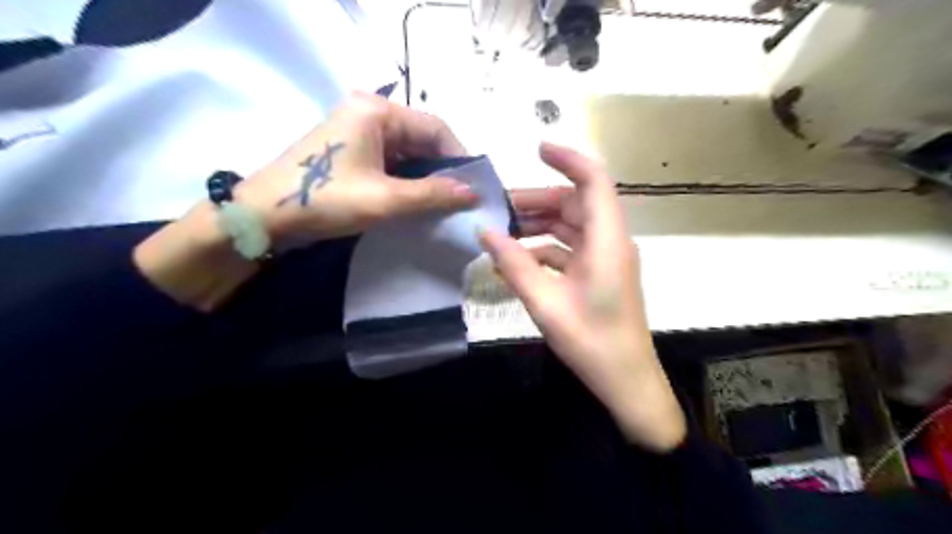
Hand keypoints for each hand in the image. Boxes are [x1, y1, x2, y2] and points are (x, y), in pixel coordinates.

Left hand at [235, 93, 475, 240]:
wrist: (264, 216)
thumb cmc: (326, 199)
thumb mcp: (385, 199)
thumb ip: (432, 194)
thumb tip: (473, 193)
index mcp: (376, 111)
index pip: (435, 127)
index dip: (459, 157)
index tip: (473, 187)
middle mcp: (368, 113)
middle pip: (421, 138)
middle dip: (442, 169)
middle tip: (461, 199)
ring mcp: (357, 132)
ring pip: (406, 152)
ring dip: (425, 177)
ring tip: (443, 204)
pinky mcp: (350, 152)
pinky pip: (390, 162)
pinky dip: (406, 180)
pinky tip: (417, 201)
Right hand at [484, 143, 684, 451]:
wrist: (626, 381)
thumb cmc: (591, 343)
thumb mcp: (545, 302)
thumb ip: (514, 264)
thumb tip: (484, 231)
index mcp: (607, 241)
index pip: (593, 181)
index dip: (567, 159)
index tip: (536, 150)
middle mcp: (610, 242)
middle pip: (575, 203)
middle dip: (537, 200)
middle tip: (498, 208)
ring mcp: (605, 259)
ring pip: (571, 226)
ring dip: (539, 225)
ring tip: (501, 232)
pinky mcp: (598, 275)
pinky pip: (569, 249)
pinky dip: (544, 249)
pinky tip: (517, 262)